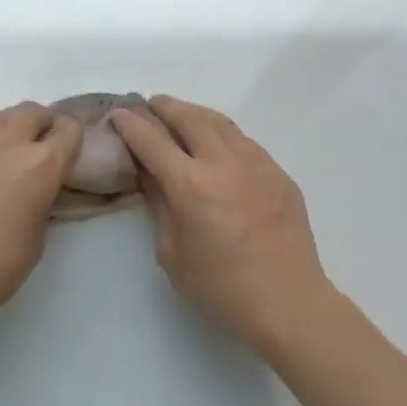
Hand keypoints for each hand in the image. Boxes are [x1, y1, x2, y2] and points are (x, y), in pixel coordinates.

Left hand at [0, 102, 81, 343]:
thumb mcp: (37, 238)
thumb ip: (43, 201)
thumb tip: (37, 191)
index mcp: (41, 164)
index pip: (69, 129)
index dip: (72, 143)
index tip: (68, 161)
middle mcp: (6, 142)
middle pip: (33, 112)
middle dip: (41, 128)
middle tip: (38, 158)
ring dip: (10, 134)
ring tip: (5, 167)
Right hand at [110, 96, 331, 352]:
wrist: (287, 301)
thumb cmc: (220, 286)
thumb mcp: (172, 252)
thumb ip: (160, 206)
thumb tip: (151, 176)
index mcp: (190, 185)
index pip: (152, 141)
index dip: (131, 125)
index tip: (119, 114)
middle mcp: (223, 163)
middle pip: (189, 118)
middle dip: (165, 108)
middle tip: (151, 104)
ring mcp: (257, 164)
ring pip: (221, 123)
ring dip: (195, 114)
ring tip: (181, 115)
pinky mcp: (279, 173)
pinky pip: (245, 142)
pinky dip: (222, 134)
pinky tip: (217, 144)